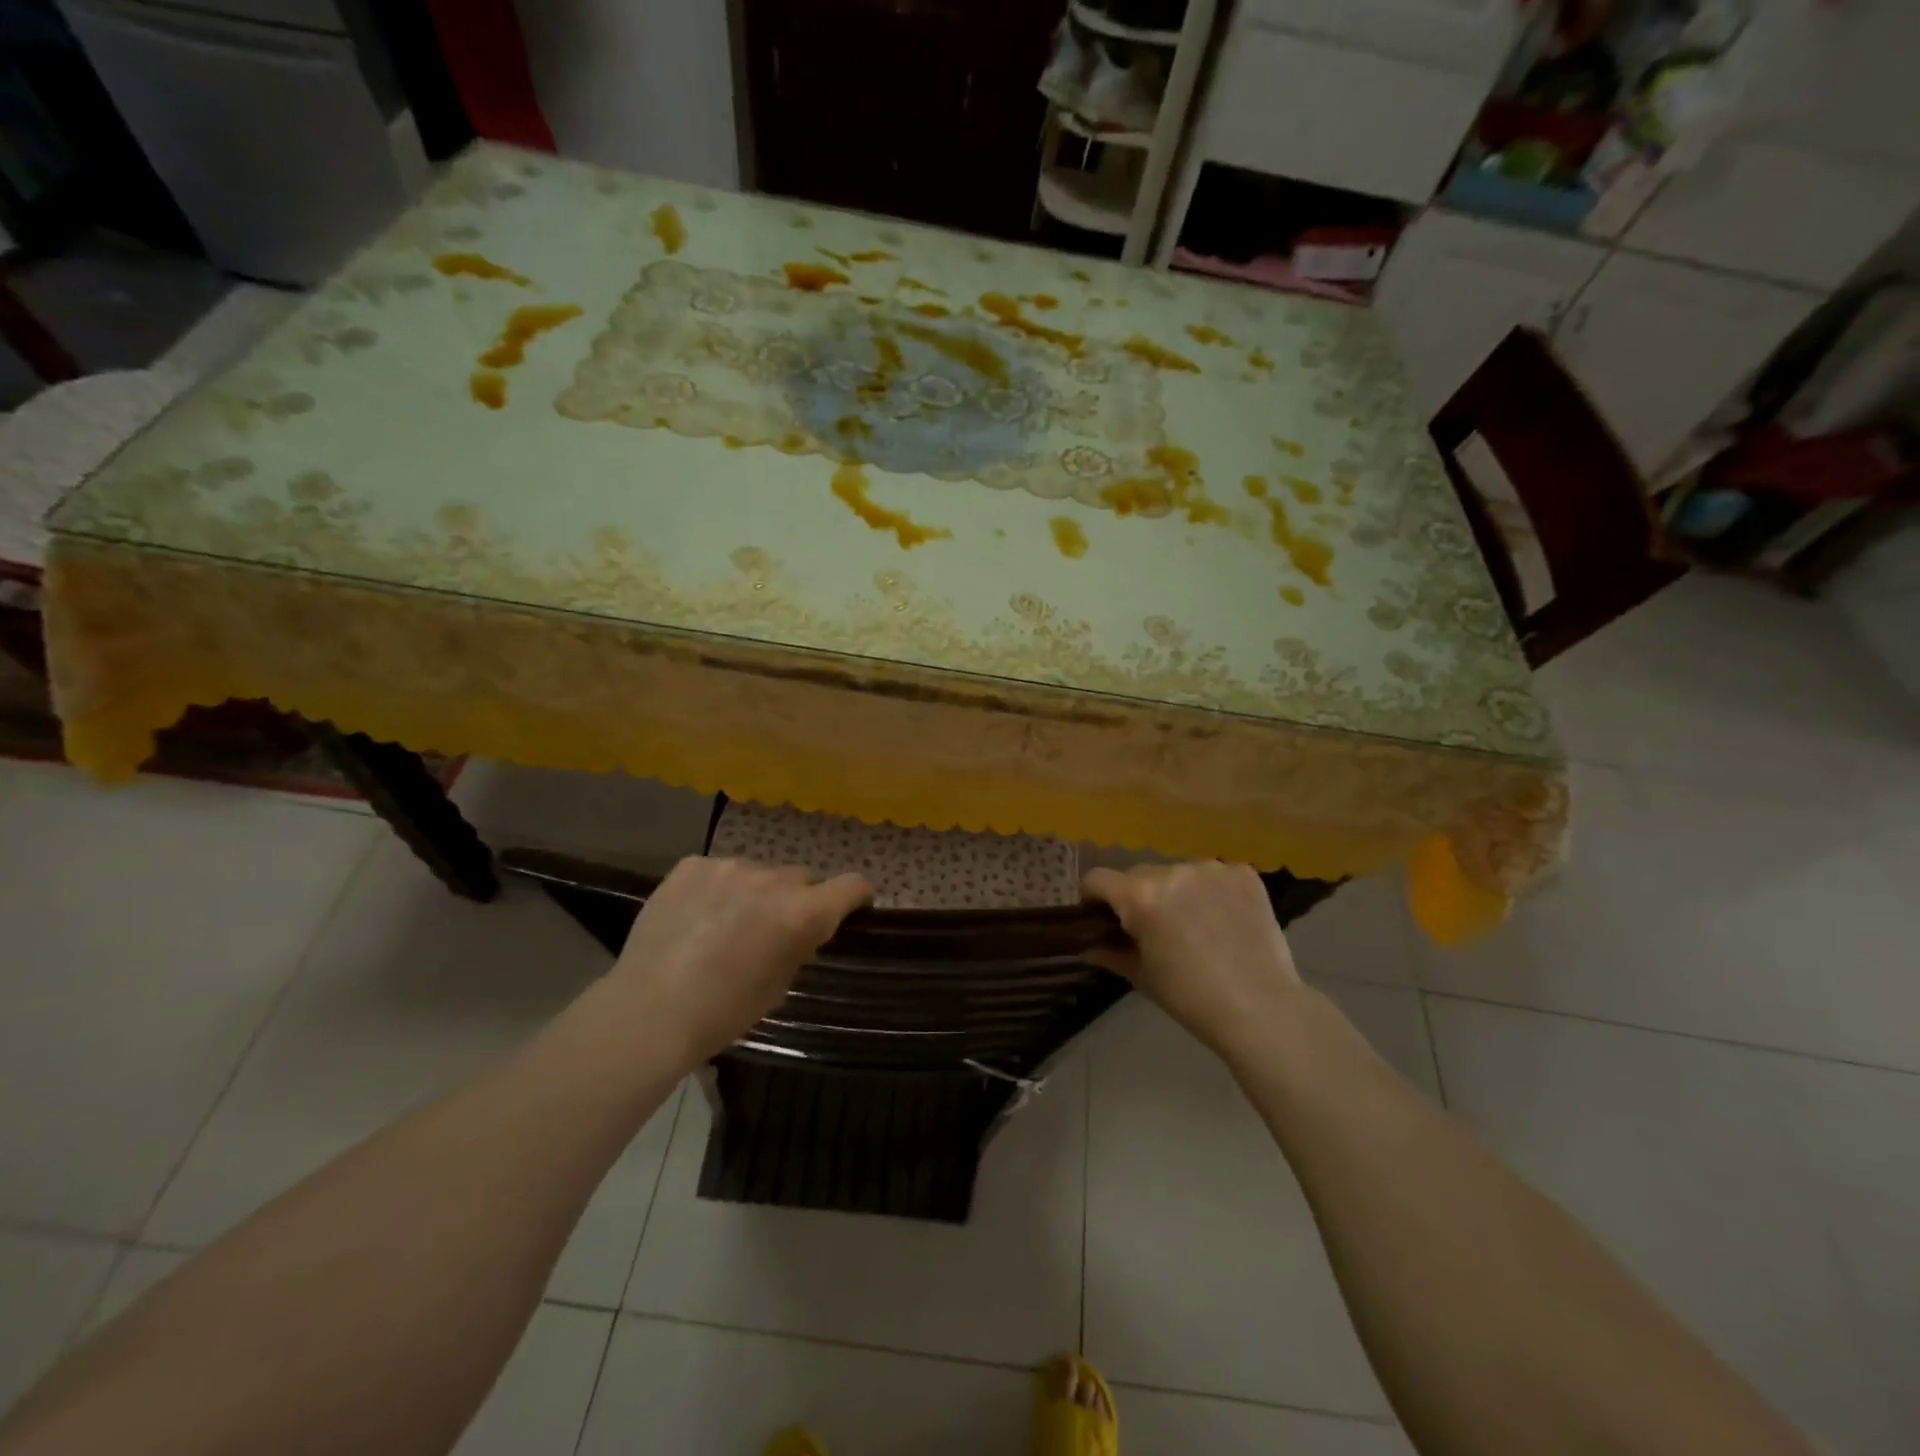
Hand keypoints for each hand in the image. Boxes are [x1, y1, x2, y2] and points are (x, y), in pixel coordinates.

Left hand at [610, 856, 870, 1061]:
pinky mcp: (691, 866)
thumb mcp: (779, 985)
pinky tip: (695, 916)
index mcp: (803, 913)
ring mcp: (729, 867)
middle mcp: (773, 880)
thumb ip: (798, 946)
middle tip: (771, 929)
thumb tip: (799, 930)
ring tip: (725, 924)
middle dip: (795, 899)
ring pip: (758, 873)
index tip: (849, 910)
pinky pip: (718, 870)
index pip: (852, 884)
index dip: (855, 897)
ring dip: (754, 892)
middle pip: (801, 878)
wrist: (649, 1011)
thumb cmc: (723, 1012)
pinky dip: (717, 888)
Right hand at [1082, 861, 1303, 1059]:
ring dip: (1176, 892)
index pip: (1098, 879)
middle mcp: (1172, 871)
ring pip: (1177, 872)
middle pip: (1138, 874)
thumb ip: (1109, 952)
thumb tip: (1087, 945)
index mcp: (1140, 896)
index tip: (1103, 918)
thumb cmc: (1191, 998)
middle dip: (1138, 896)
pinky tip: (1224, 920)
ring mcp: (1211, 869)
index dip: (1094, 898)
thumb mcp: (1142, 976)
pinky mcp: (1244, 873)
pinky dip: (1212, 892)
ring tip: (1195, 925)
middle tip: (1153, 929)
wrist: (1262, 1009)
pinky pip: (1214, 875)